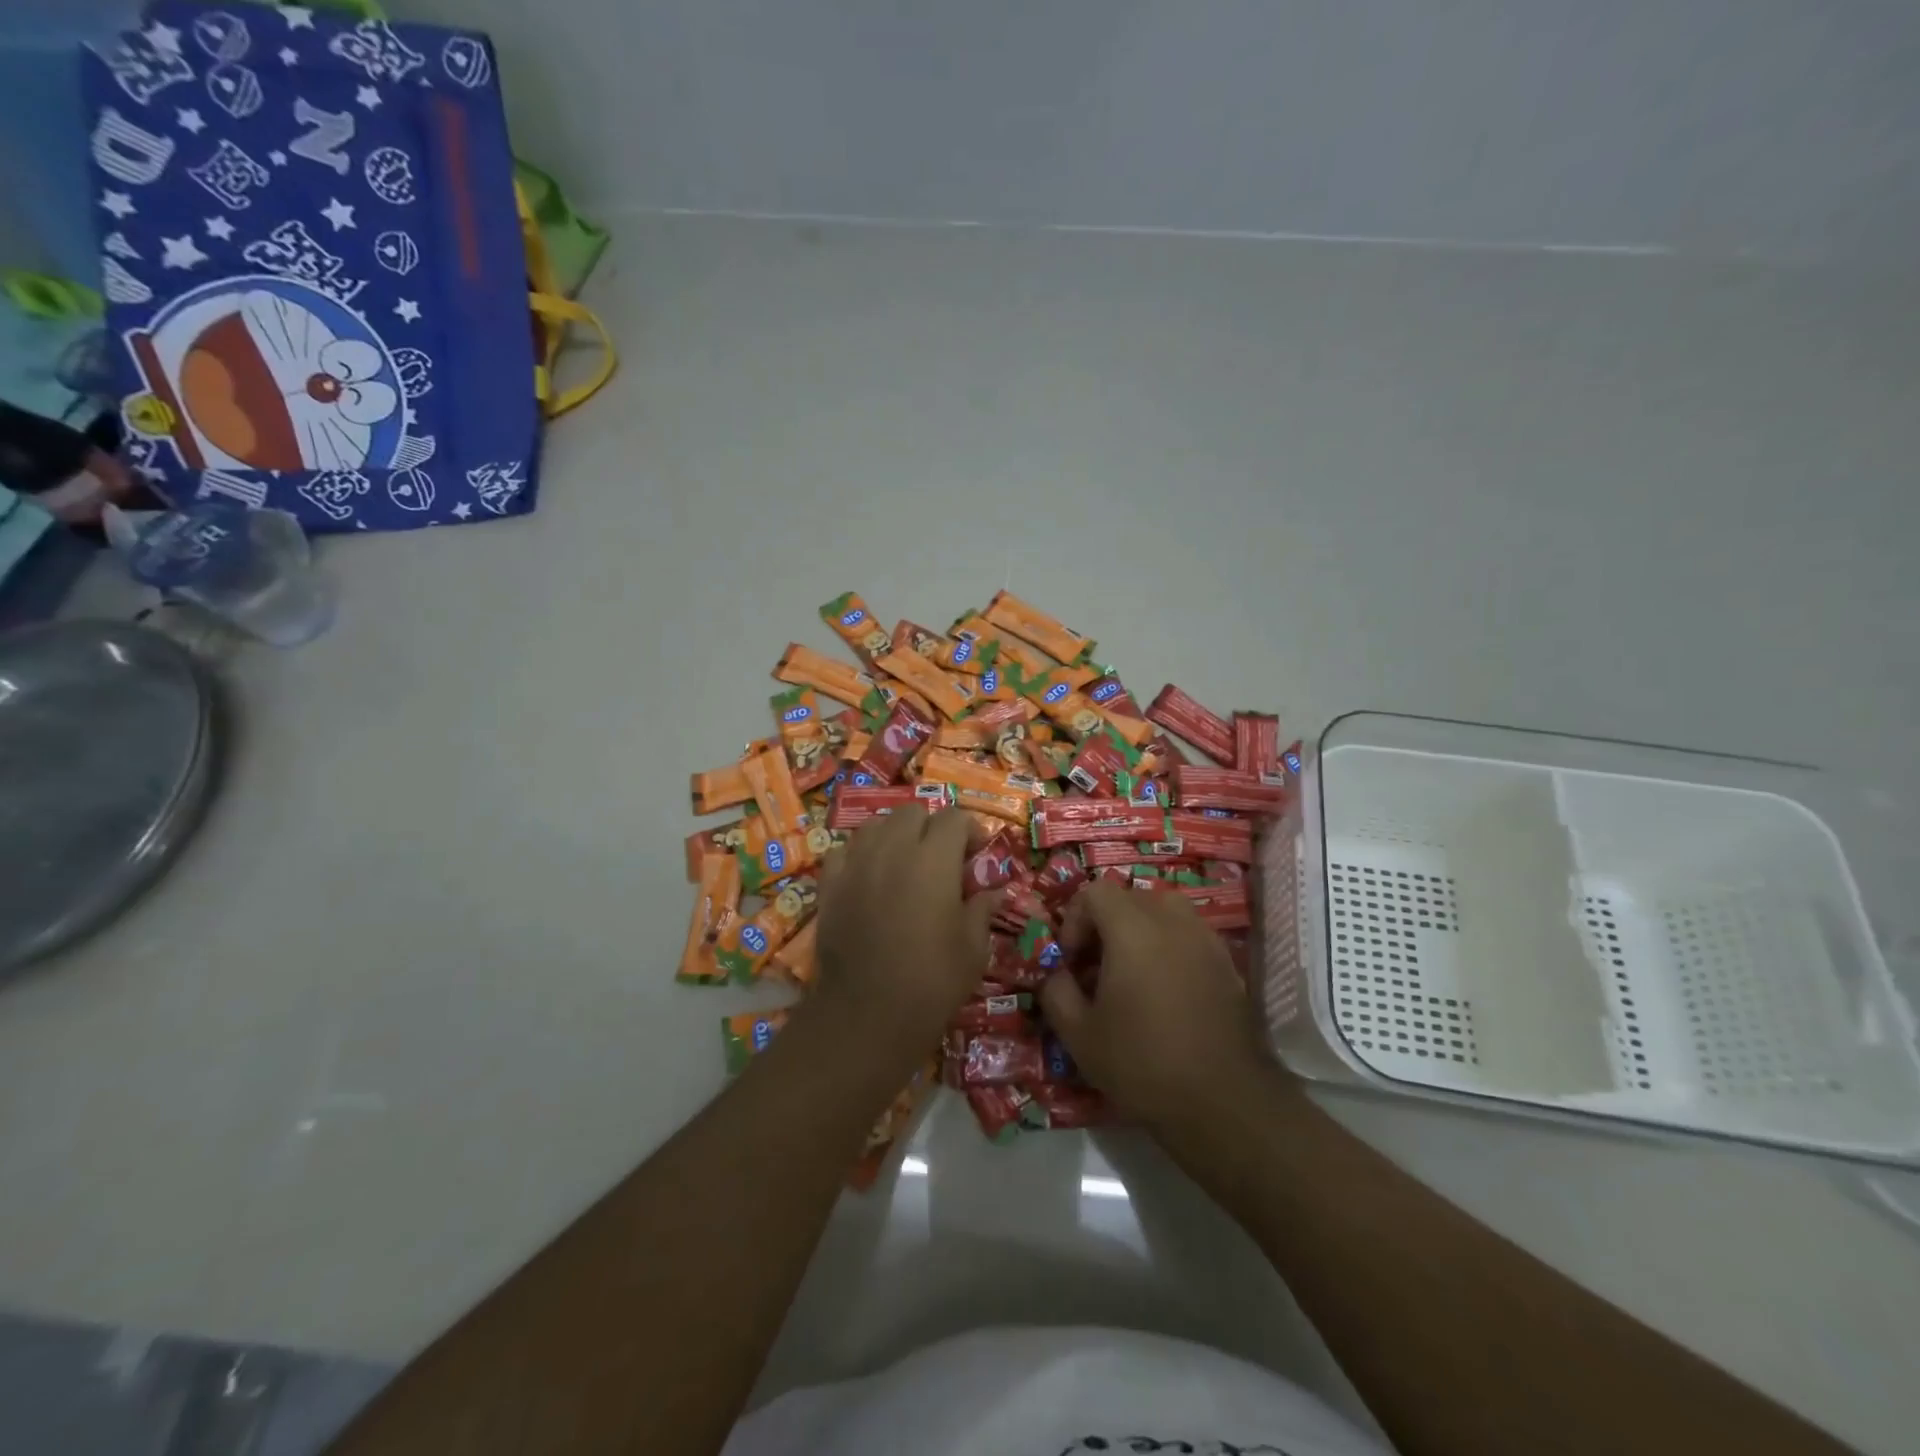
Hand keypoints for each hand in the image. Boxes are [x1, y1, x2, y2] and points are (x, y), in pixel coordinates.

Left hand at [809, 809, 998, 1055]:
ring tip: (903, 865)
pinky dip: (859, 856)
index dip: (971, 831)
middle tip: (941, 861)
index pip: (955, 818)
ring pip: (875, 825)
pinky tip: (868, 878)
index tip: (976, 856)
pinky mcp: (829, 885)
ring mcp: (856, 864)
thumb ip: (982, 909)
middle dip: (931, 828)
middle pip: (912, 813)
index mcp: (934, 859)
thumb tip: (992, 892)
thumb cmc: (932, 981)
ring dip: (894, 836)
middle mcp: (892, 849)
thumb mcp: (974, 948)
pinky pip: (843, 851)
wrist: (867, 1014)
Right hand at [1040, 881, 1274, 1131]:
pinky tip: (1164, 991)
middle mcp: (1171, 921)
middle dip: (1105, 924)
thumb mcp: (1079, 1035)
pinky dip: (1169, 947)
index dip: (1075, 918)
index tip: (1071, 959)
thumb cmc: (1143, 1063)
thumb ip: (1056, 992)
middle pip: (1129, 898)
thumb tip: (1058, 973)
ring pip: (1163, 912)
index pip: (1095, 892)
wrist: (1223, 1100)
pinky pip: (1188, 935)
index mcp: (1132, 929)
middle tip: (1095, 967)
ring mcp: (1204, 939)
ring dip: (1139, 931)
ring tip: (1131, 973)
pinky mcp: (1226, 962)